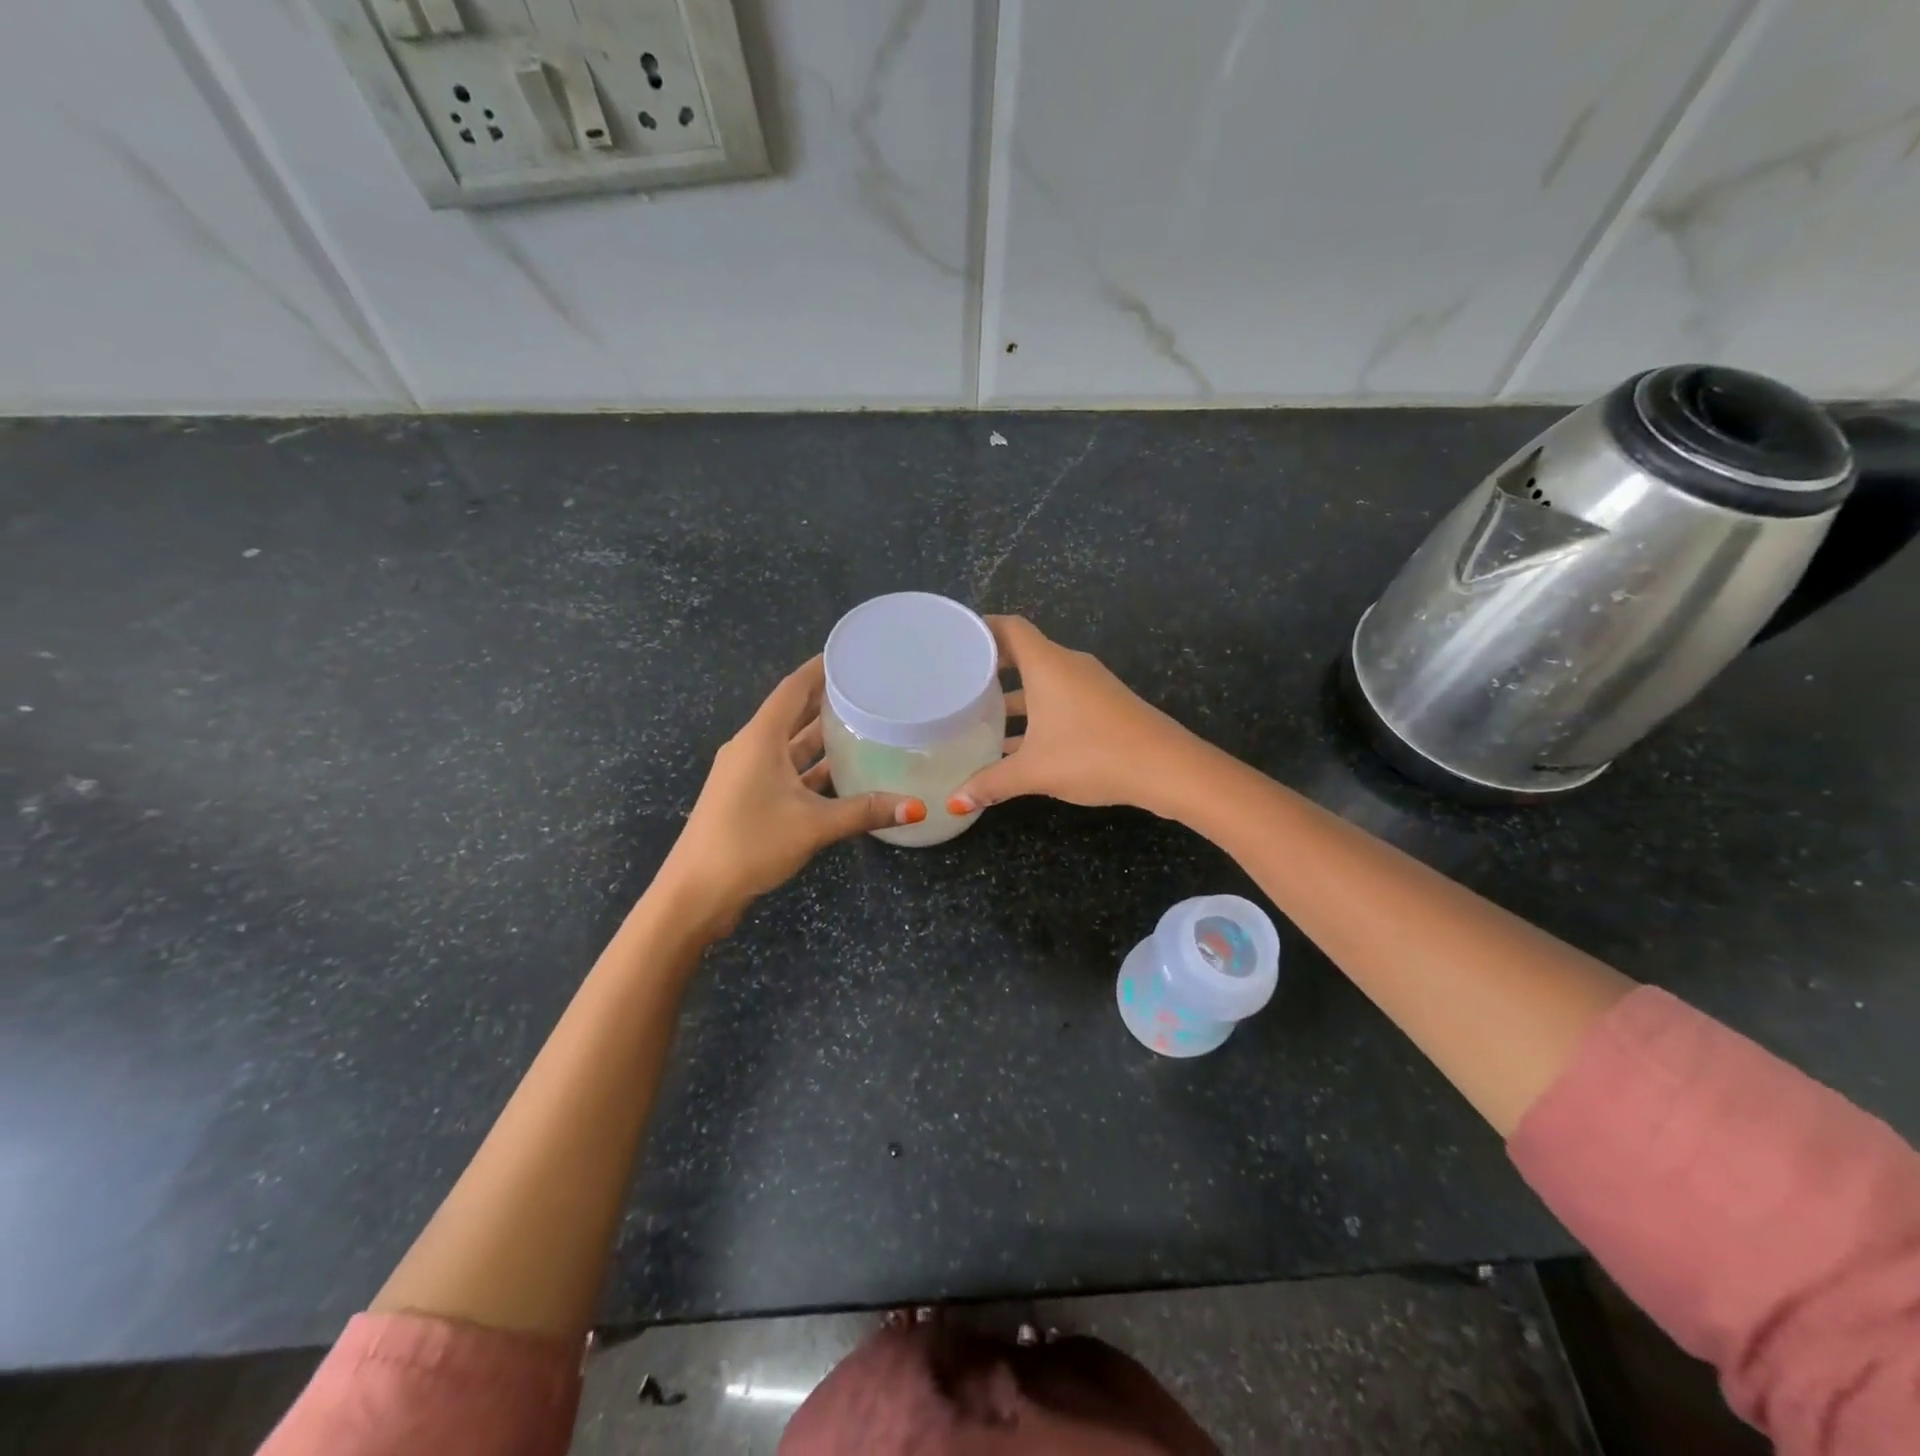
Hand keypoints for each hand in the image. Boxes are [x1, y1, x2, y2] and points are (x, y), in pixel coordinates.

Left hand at [657, 657, 924, 932]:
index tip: (851, 654)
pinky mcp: (748, 798)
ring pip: (790, 745)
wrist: (694, 893)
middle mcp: (752, 748)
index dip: (820, 668)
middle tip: (868, 689)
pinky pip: (786, 771)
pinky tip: (841, 772)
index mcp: (760, 739)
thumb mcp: (813, 825)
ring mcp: (747, 774)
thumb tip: (917, 807)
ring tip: (862, 723)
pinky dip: (811, 768)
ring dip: (820, 736)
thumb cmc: (749, 844)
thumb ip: (864, 811)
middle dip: (826, 699)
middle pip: (793, 713)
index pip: (793, 688)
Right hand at [947, 616, 1199, 816]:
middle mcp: (1068, 666)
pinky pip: (1061, 699)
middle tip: (959, 682)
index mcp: (1047, 665)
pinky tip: (1020, 745)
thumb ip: (991, 783)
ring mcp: (1090, 685)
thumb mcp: (1034, 771)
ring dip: (1015, 697)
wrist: (1166, 767)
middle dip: (992, 668)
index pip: (1009, 627)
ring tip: (981, 717)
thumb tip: (955, 802)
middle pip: (1024, 654)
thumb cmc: (1092, 754)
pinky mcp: (1105, 706)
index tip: (955, 640)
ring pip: (1043, 682)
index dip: (982, 627)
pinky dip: (1038, 713)